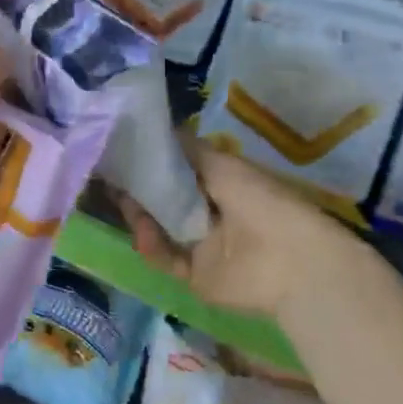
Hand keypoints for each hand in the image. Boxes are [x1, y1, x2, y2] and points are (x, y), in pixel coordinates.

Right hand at [116, 138, 370, 321]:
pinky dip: (153, 246)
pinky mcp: (195, 276)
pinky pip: (166, 259)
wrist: (289, 260)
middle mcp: (208, 214)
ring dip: (141, 218)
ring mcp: (201, 247)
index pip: (177, 174)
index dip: (151, 165)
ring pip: (160, 230)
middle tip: (113, 180)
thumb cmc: (260, 201)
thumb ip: (188, 149)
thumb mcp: (223, 165)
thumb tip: (160, 127)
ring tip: (129, 205)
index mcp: (220, 186)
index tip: (123, 154)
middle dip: (139, 192)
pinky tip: (144, 234)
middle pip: (163, 202)